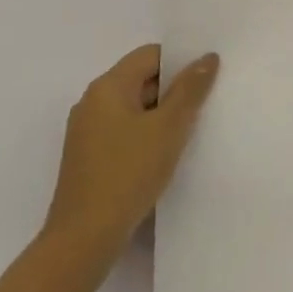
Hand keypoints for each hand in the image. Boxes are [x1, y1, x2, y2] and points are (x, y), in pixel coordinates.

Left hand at [43, 44, 219, 258]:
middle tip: (205, 104)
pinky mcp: (89, 156)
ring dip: (161, 113)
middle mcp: (92, 102)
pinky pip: (124, 130)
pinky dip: (146, 133)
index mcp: (107, 87)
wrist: (85, 235)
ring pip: (134, 107)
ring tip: (190, 129)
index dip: (180, 61)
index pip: (150, 55)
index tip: (207, 78)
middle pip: (141, 79)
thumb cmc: (129, 172)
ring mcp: (87, 131)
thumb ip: (190, 89)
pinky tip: (165, 153)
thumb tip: (207, 57)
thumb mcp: (169, 127)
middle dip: (173, 89)